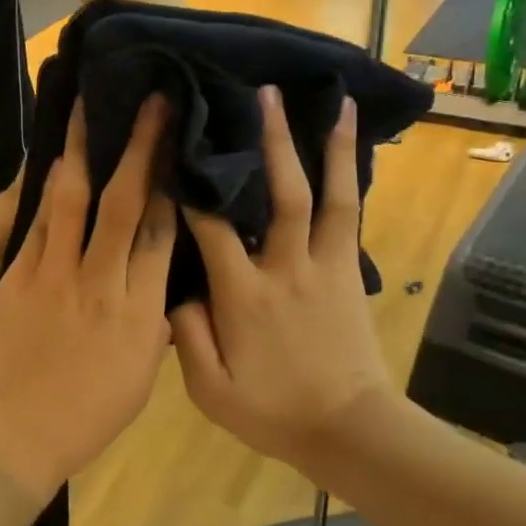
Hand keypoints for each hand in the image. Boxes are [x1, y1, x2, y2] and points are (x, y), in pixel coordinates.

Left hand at [0, 98, 174, 507]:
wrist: (14, 433)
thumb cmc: (87, 415)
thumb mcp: (140, 375)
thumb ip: (153, 320)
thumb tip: (162, 278)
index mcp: (140, 313)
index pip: (160, 233)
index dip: (171, 183)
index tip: (180, 143)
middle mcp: (101, 283)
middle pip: (124, 203)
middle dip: (140, 148)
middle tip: (152, 102)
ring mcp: (55, 274)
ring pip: (75, 200)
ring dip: (85, 149)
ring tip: (91, 106)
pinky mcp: (18, 274)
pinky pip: (40, 221)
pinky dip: (50, 187)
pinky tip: (59, 158)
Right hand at [171, 89, 390, 463]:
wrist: (351, 431)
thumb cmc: (274, 411)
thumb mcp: (211, 389)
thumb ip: (186, 334)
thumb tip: (174, 288)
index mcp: (244, 294)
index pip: (211, 227)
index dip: (191, 186)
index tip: (175, 146)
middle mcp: (286, 268)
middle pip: (279, 194)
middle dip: (270, 141)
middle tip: (261, 94)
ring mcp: (324, 266)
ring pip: (327, 196)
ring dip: (327, 147)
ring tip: (331, 101)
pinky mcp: (348, 272)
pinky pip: (350, 216)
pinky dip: (350, 178)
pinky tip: (349, 149)